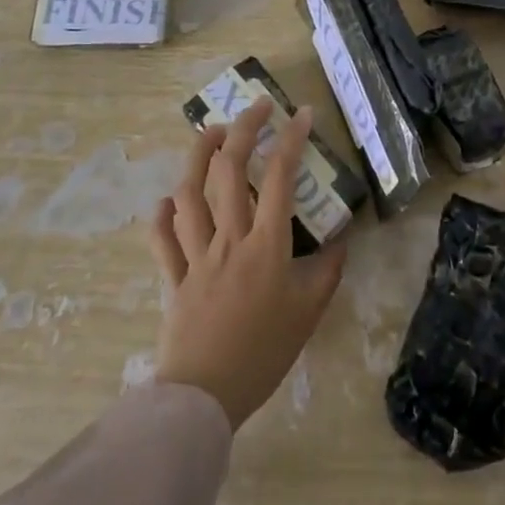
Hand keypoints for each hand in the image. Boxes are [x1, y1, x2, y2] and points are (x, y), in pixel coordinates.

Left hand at [147, 98, 346, 429]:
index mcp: (266, 245)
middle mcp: (229, 239)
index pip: (280, 178)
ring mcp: (196, 255)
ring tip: (211, 132)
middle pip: (229, 171)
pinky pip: (163, 239)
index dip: (292, 140)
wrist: (205, 397)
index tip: (302, 114)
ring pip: (191, 193)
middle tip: (256, 107)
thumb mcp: (309, 312)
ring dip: (198, 155)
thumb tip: (341, 238)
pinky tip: (168, 200)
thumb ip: (328, 270)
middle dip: (243, 130)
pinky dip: (162, 214)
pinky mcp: (174, 276)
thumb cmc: (264, 353)